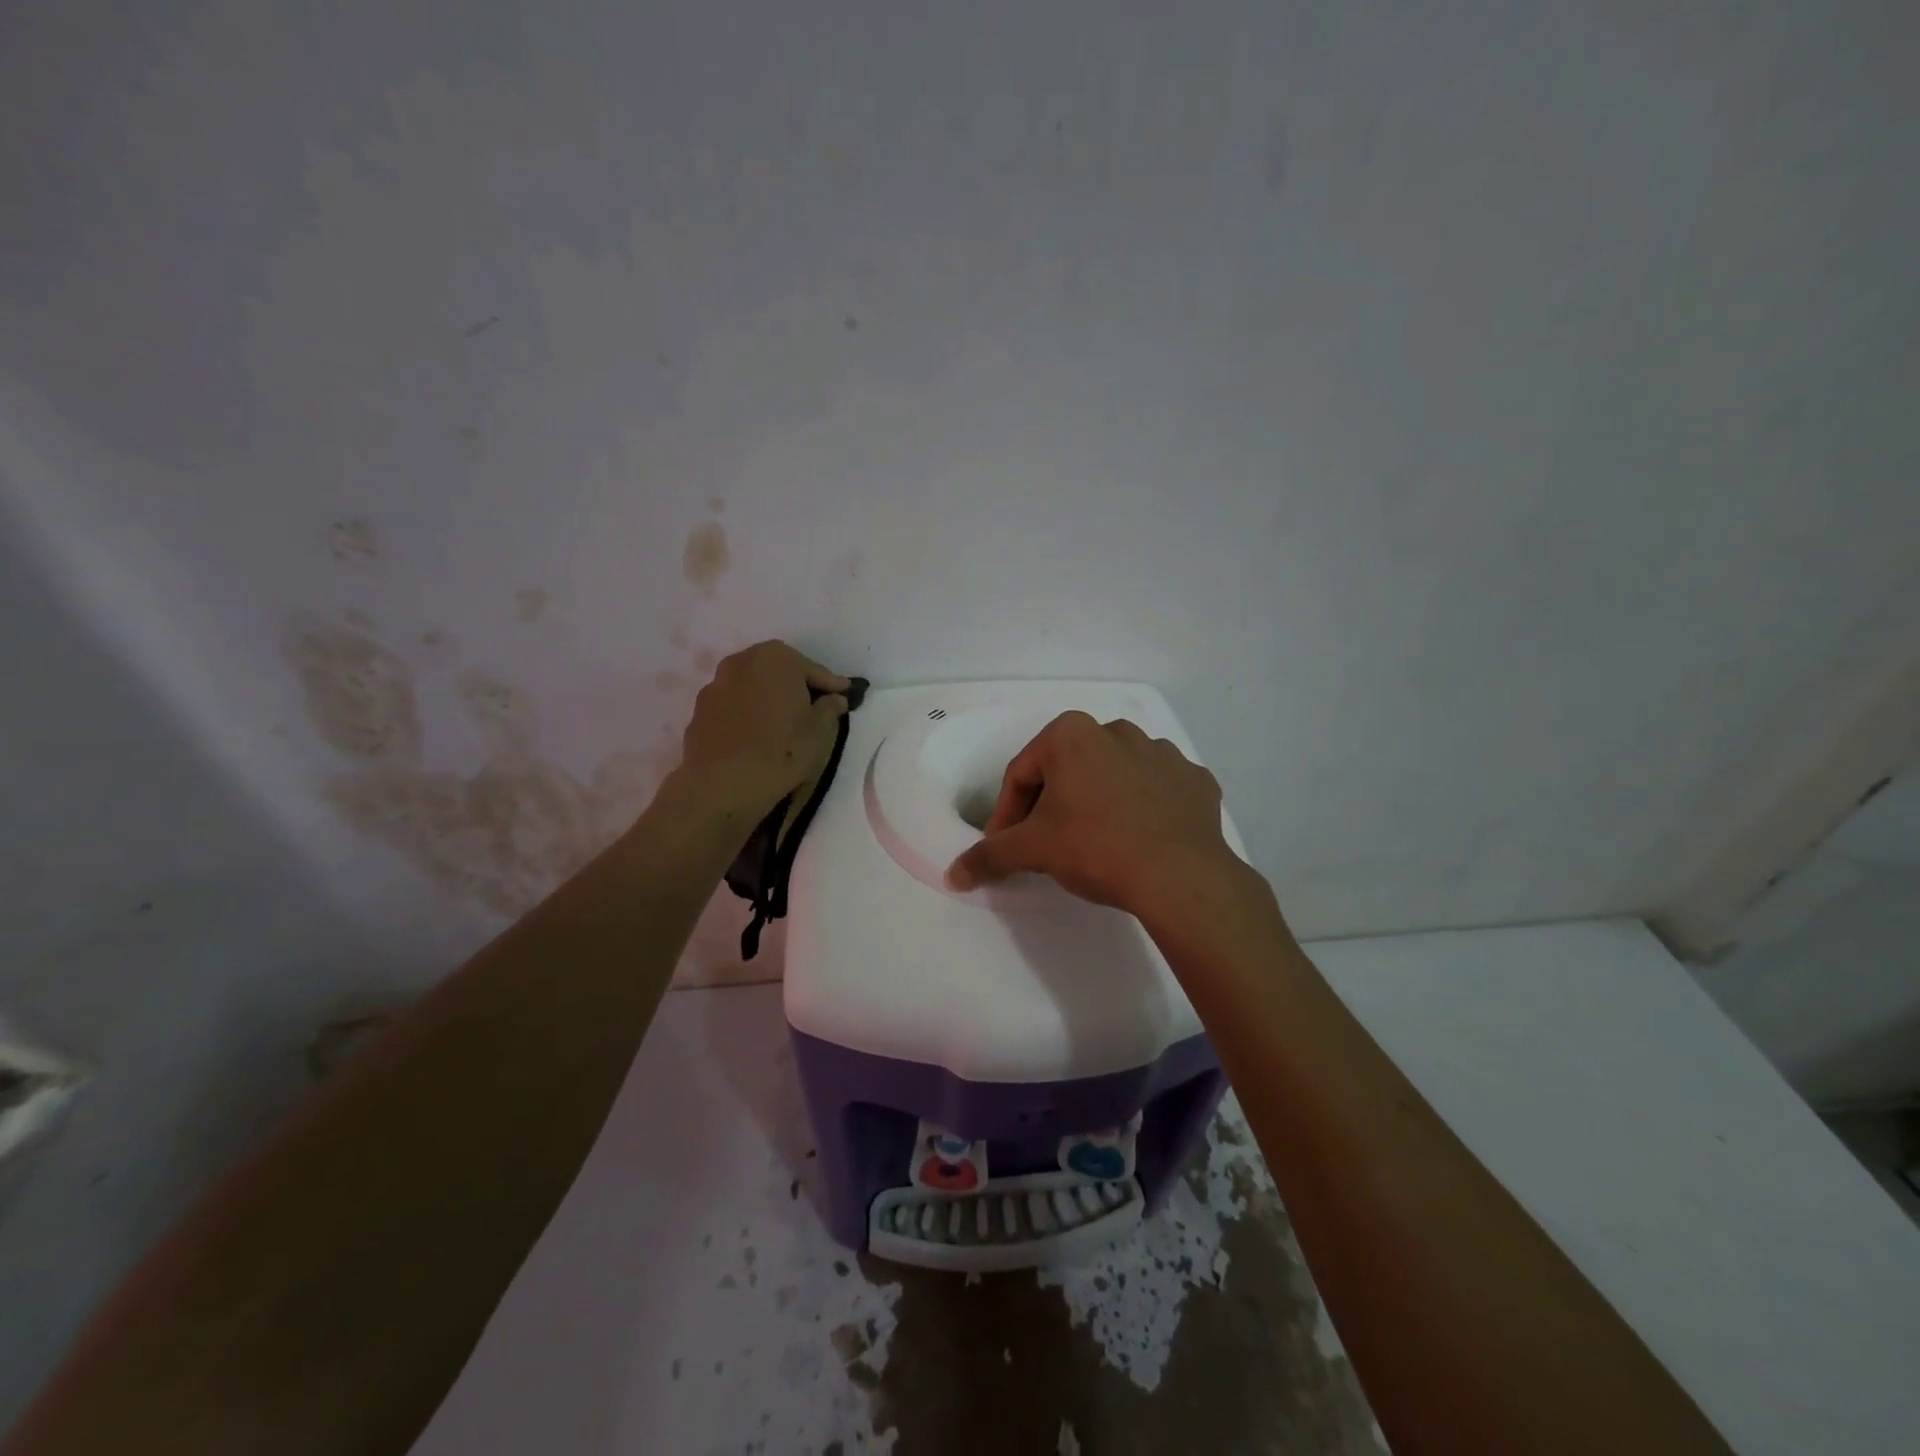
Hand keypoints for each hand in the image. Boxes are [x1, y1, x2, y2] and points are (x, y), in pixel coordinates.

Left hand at [679, 641, 850, 813]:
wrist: (721, 785)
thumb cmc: (780, 751)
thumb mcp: (820, 732)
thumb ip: (830, 708)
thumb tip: (834, 699)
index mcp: (776, 658)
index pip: (814, 670)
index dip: (832, 686)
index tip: (846, 695)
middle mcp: (742, 661)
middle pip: (779, 672)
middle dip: (796, 687)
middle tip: (813, 708)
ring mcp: (716, 685)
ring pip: (753, 688)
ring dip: (768, 699)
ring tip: (782, 724)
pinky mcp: (700, 711)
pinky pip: (734, 707)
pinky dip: (747, 715)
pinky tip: (755, 737)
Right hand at [945, 711, 1246, 919]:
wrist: (1180, 876)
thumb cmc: (1095, 847)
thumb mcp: (1032, 850)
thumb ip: (989, 856)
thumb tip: (953, 875)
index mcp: (1072, 734)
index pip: (1021, 774)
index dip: (1006, 813)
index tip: (1005, 846)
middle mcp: (1117, 730)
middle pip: (1067, 770)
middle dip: (1051, 805)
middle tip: (1046, 846)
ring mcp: (1163, 753)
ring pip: (1113, 776)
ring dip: (1097, 802)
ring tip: (1095, 844)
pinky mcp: (1195, 780)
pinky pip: (1156, 791)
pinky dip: (1143, 809)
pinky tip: (1139, 840)